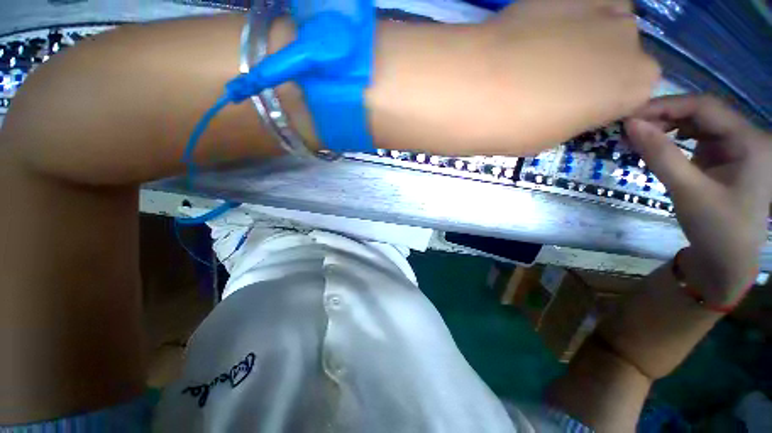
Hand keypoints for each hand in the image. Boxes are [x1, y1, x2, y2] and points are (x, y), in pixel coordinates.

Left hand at [478, 0, 660, 152]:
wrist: (478, 89)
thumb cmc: (516, 127)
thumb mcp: (553, 136)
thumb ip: (577, 113)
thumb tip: (576, 99)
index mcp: (636, 86)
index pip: (631, 90)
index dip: (602, 98)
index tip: (576, 106)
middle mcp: (632, 41)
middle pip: (621, 52)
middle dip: (595, 66)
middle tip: (554, 81)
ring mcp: (603, 7)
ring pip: (605, 21)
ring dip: (582, 37)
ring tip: (541, 54)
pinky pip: (578, 3)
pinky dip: (562, 17)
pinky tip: (534, 32)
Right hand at [625, 95, 771, 303]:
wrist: (727, 261)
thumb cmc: (716, 228)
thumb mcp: (687, 190)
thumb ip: (660, 154)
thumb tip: (630, 124)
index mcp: (749, 141)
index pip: (704, 107)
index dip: (666, 106)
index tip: (629, 117)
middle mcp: (746, 137)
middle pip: (702, 112)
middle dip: (664, 116)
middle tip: (629, 128)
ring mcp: (736, 147)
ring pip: (698, 123)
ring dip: (667, 127)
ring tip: (639, 137)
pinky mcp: (725, 158)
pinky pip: (697, 138)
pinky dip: (674, 139)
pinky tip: (657, 145)